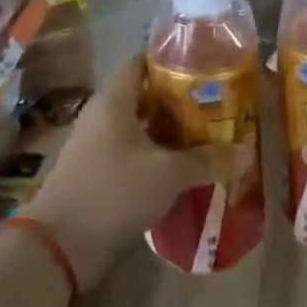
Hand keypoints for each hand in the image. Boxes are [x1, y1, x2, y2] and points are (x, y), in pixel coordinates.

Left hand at [25, 57, 218, 288]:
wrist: (60, 247)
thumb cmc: (113, 192)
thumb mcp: (168, 174)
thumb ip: (207, 160)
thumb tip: (246, 152)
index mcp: (113, 102)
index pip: (140, 63)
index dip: (170, 59)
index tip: (204, 63)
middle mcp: (102, 117)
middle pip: (144, 97)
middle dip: (179, 99)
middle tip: (216, 101)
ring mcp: (97, 147)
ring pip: (139, 128)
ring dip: (169, 131)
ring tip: (208, 134)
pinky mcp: (97, 175)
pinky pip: (133, 154)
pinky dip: (157, 156)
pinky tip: (184, 168)